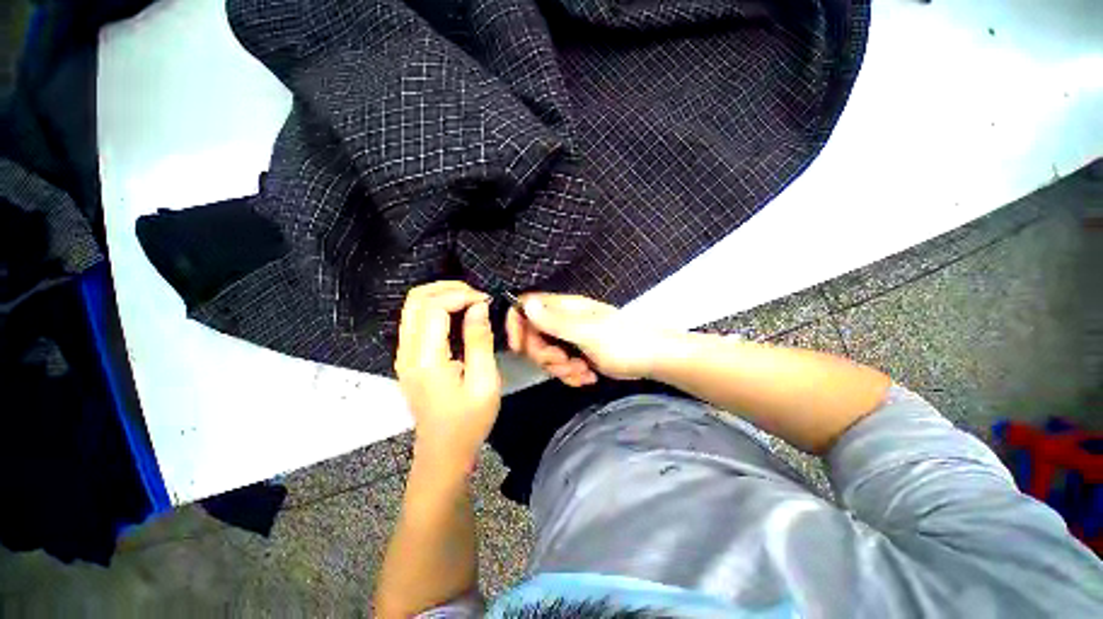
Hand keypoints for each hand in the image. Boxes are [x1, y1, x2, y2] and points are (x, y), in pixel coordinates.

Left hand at [395, 281, 501, 472]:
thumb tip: (478, 307)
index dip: (461, 295)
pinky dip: (437, 309)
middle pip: (416, 300)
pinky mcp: (409, 359)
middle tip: (477, 295)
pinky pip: (417, 321)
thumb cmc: (468, 421)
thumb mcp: (484, 382)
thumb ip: (479, 341)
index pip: (433, 307)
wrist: (443, 452)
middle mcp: (407, 352)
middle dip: (448, 288)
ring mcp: (404, 355)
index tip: (486, 301)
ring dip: (442, 296)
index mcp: (426, 359)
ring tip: (471, 301)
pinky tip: (459, 315)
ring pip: (413, 307)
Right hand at [506, 293, 669, 386]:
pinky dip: (571, 375)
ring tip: (583, 371)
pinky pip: (561, 367)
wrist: (653, 358)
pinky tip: (588, 376)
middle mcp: (564, 320)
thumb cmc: (623, 342)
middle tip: (564, 361)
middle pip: (533, 336)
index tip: (519, 348)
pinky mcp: (578, 354)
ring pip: (547, 355)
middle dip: (545, 355)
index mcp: (564, 308)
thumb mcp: (587, 333)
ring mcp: (571, 338)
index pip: (526, 306)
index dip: (517, 324)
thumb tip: (525, 303)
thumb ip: (555, 321)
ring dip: (561, 369)